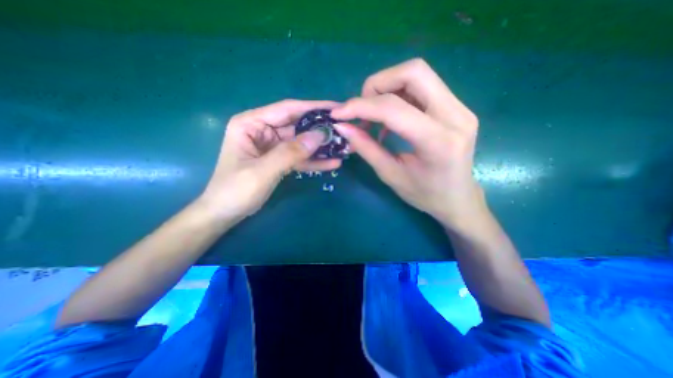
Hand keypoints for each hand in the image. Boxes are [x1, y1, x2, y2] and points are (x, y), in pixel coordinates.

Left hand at [200, 99, 342, 220]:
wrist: (225, 213)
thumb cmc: (235, 190)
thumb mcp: (263, 170)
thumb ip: (291, 152)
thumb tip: (320, 135)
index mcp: (251, 123)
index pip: (287, 109)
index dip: (313, 108)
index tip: (337, 108)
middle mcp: (263, 130)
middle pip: (297, 126)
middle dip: (320, 130)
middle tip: (344, 131)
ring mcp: (272, 146)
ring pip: (301, 143)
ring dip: (320, 147)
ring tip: (342, 148)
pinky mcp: (279, 160)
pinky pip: (299, 157)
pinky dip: (314, 161)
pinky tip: (331, 163)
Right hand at [331, 59, 483, 229]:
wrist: (457, 198)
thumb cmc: (424, 195)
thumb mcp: (390, 175)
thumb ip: (366, 148)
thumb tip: (342, 127)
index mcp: (438, 142)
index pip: (394, 108)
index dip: (361, 106)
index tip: (339, 114)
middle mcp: (456, 116)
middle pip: (413, 72)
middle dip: (378, 85)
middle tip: (363, 109)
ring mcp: (460, 108)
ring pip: (418, 74)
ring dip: (387, 88)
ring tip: (374, 115)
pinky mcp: (457, 107)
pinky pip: (423, 86)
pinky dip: (398, 95)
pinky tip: (390, 118)